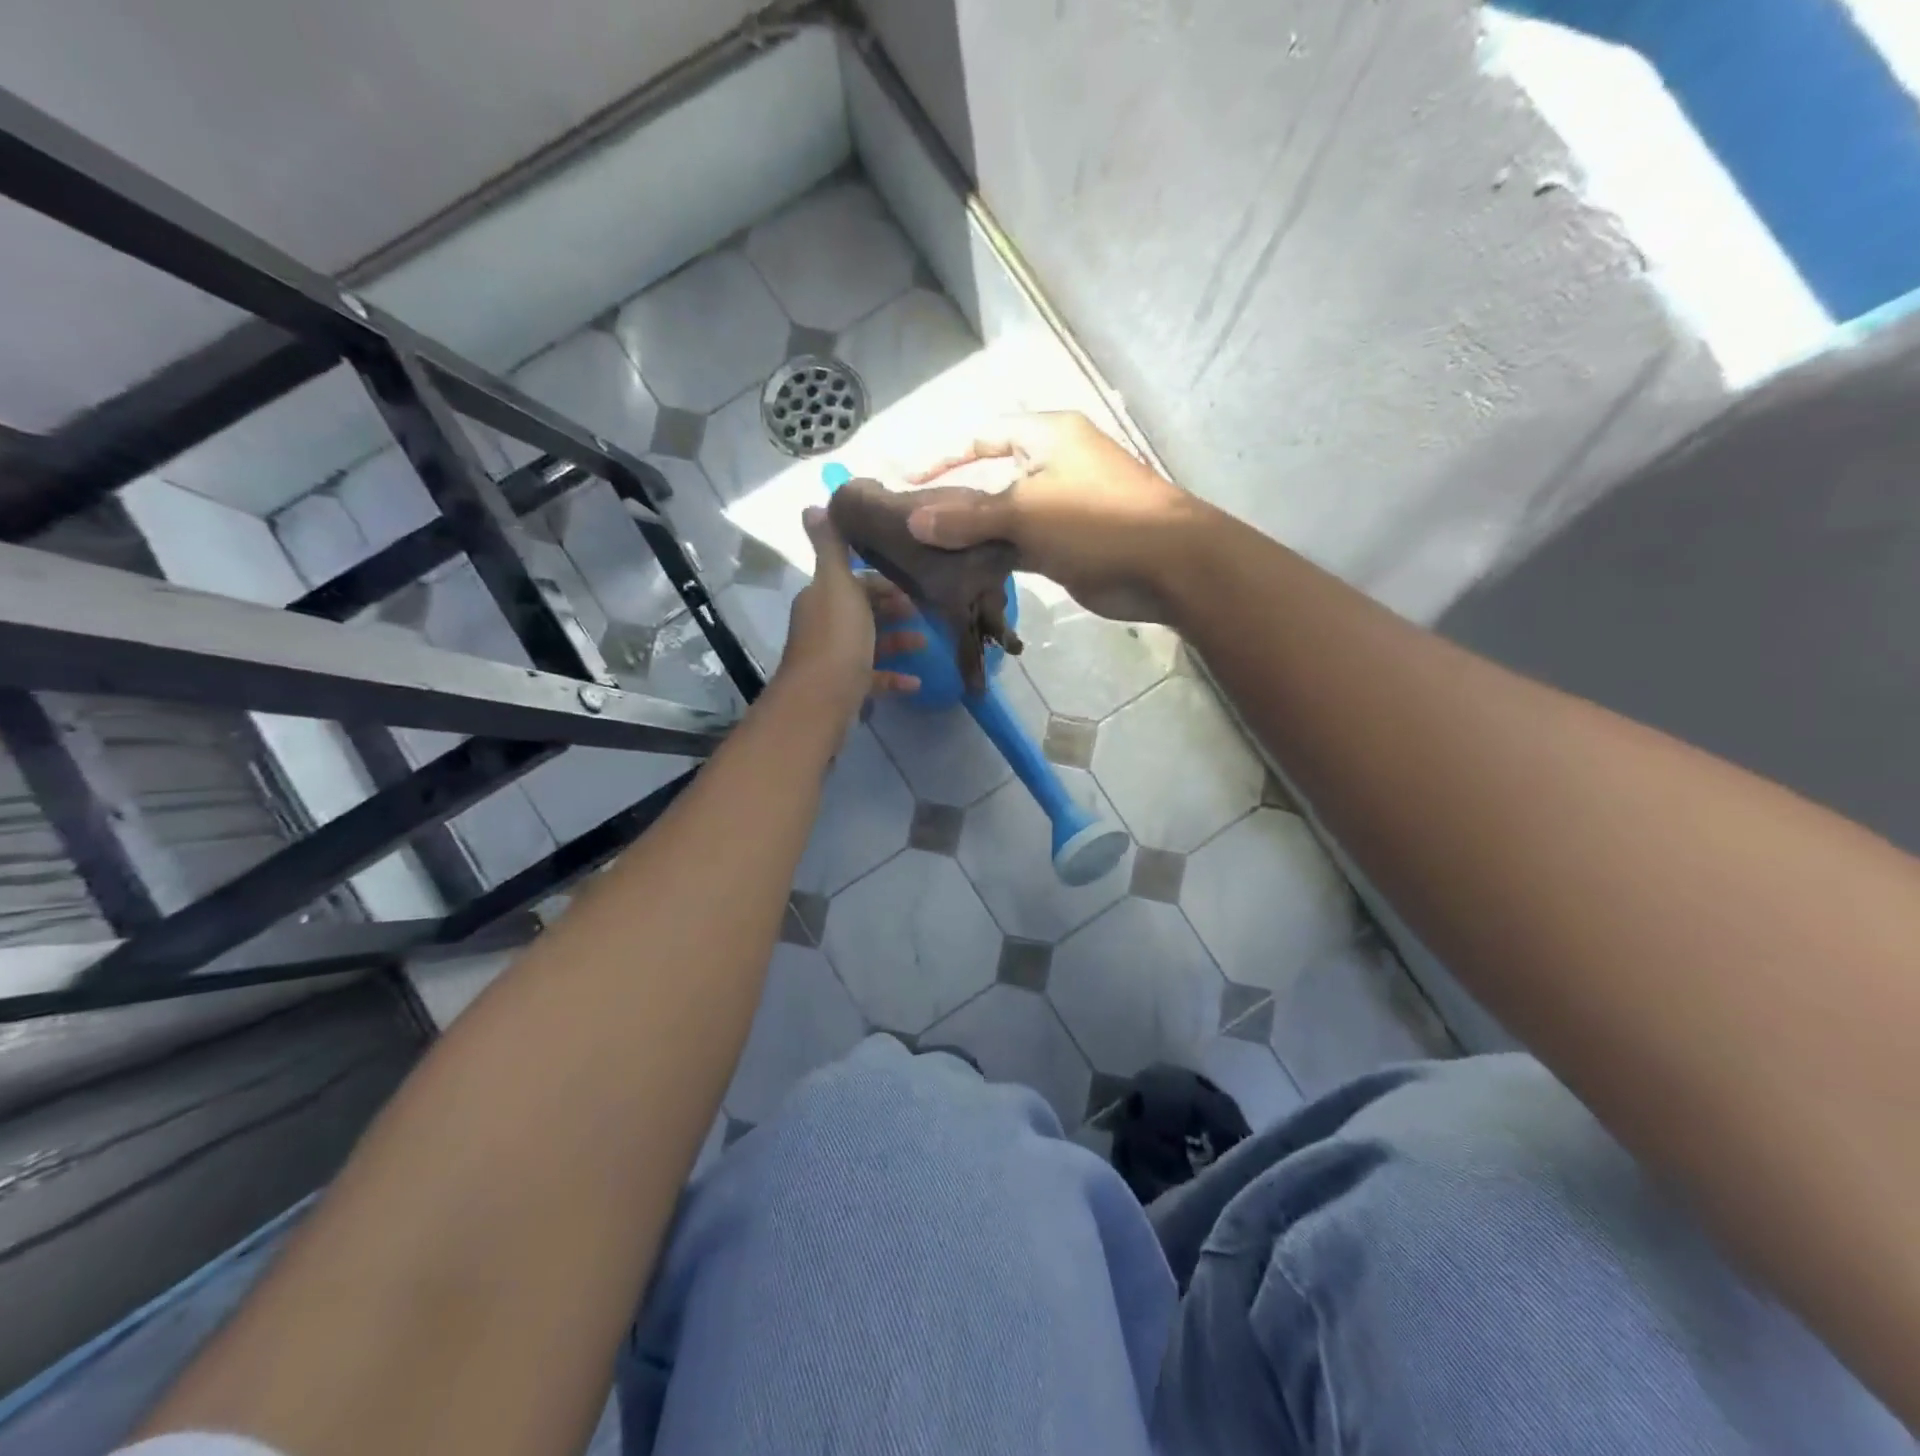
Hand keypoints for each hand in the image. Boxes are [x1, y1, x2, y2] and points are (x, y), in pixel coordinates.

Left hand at [777, 507, 924, 716]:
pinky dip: (894, 677)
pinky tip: (917, 681)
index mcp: (822, 597)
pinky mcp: (845, 689)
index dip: (880, 579)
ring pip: (870, 644)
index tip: (912, 581)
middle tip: (925, 610)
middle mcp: (824, 624)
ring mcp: (834, 658)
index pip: (852, 579)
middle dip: (893, 608)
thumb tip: (812, 506)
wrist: (820, 700)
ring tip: (927, 642)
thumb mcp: (837, 584)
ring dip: (898, 641)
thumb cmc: (837, 638)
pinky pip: (873, 678)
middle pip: (862, 610)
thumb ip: (831, 547)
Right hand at [905, 412, 1198, 623]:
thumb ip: (968, 518)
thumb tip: (915, 521)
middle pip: (991, 476)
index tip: (906, 480)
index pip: (982, 435)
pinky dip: (995, 556)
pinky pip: (1020, 545)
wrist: (1167, 566)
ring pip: (1004, 517)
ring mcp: (1061, 508)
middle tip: (912, 524)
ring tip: (928, 551)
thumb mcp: (1024, 513)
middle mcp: (1052, 465)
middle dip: (954, 498)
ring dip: (973, 534)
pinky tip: (963, 573)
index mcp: (1046, 436)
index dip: (943, 455)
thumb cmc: (1095, 521)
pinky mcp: (1067, 545)